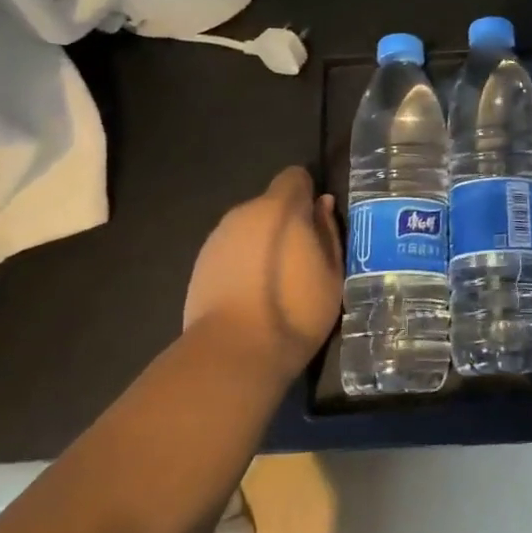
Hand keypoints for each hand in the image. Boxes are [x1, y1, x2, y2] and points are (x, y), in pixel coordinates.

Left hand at [182, 166, 341, 381]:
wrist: (232, 355)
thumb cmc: (294, 311)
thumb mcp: (331, 273)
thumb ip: (328, 231)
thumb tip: (322, 204)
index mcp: (280, 208)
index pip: (295, 177)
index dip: (308, 195)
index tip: (316, 223)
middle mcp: (245, 213)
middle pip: (270, 204)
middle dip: (286, 222)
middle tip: (302, 259)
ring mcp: (217, 238)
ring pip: (249, 228)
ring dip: (263, 243)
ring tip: (276, 282)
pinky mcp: (199, 265)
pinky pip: (231, 251)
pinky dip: (243, 263)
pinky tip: (251, 296)